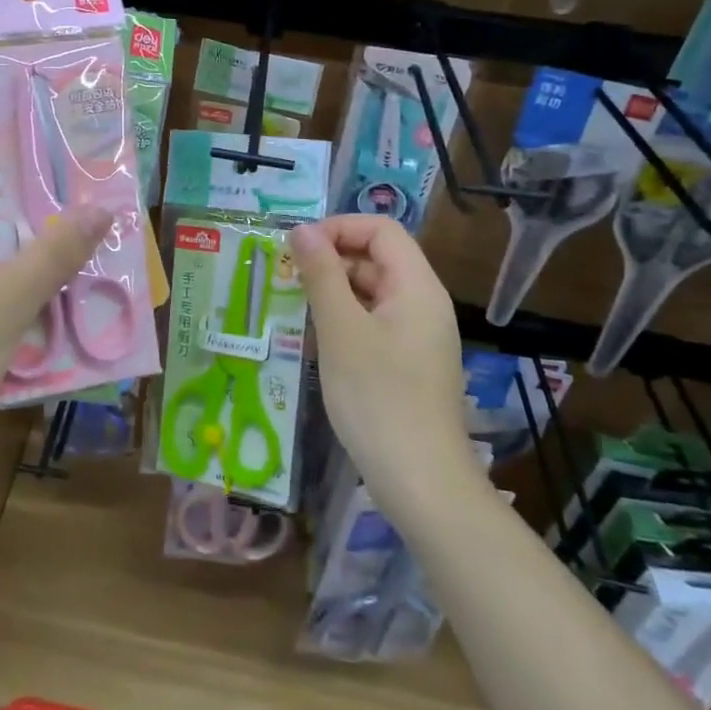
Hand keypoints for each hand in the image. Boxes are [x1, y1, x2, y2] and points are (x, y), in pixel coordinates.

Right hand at [290, 215, 473, 500]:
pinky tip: (315, 341)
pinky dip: (344, 320)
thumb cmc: (377, 398)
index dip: (339, 228)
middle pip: (377, 258)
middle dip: (331, 259)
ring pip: (373, 292)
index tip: (297, 247)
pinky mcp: (408, 362)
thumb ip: (321, 274)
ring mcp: (418, 335)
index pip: (381, 230)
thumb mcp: (341, 330)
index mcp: (417, 286)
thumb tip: (302, 229)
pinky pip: (374, 322)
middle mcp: (423, 303)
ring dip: (334, 291)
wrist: (420, 481)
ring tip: (294, 309)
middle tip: (286, 279)